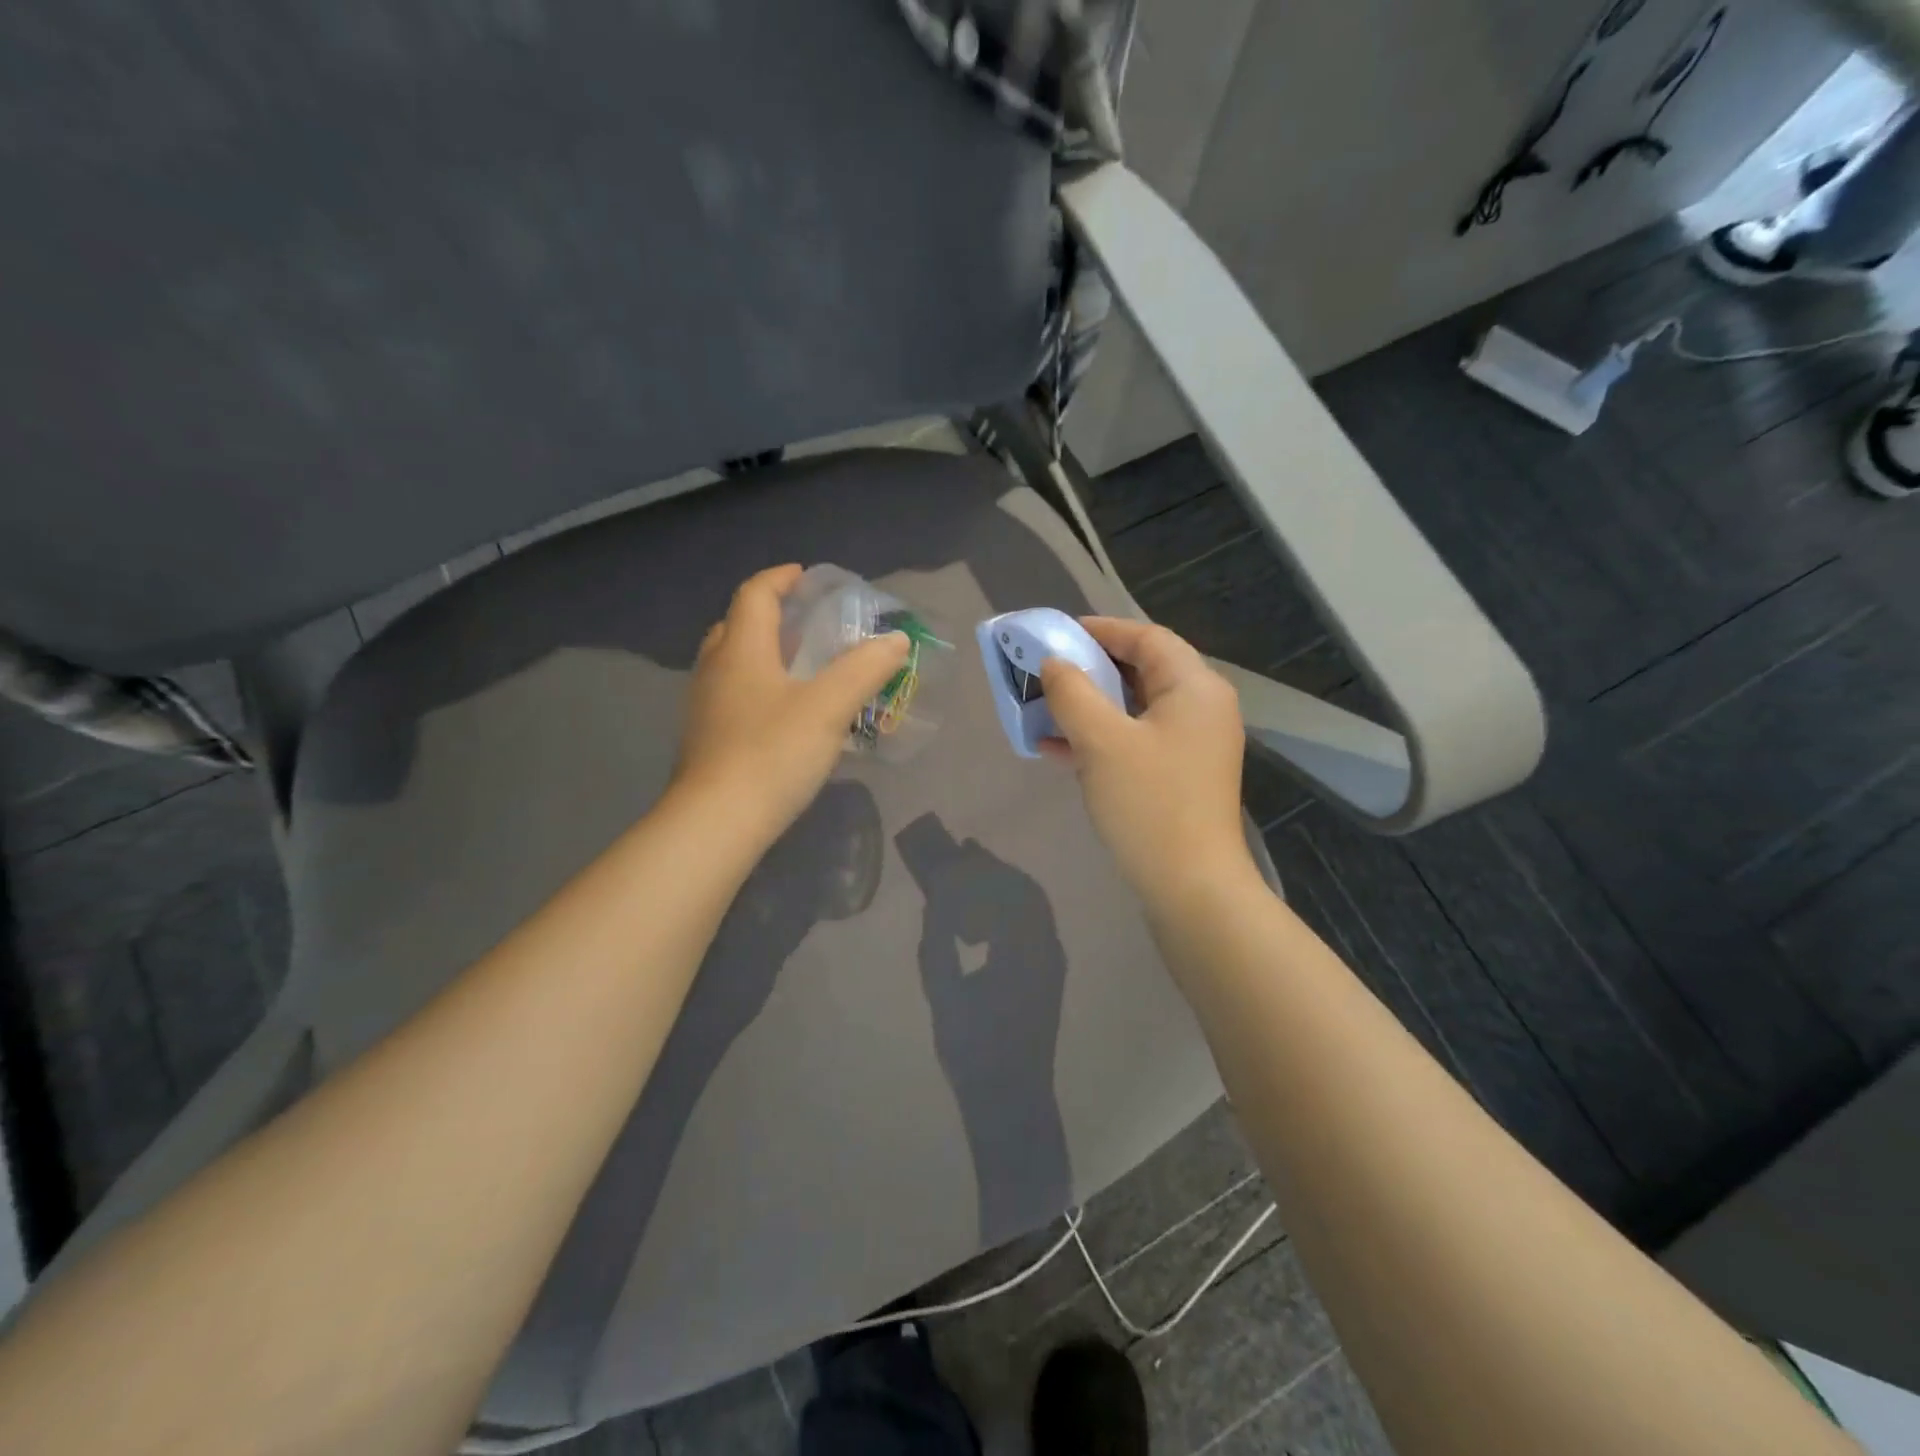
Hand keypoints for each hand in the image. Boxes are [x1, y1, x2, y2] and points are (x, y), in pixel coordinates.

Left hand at [673, 565, 909, 840]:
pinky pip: (733, 696)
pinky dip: (758, 688)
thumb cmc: (773, 753)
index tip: (807, 577)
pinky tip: (784, 714)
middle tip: (805, 624)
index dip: (780, 579)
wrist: (716, 823)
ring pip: (732, 663)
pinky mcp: (706, 740)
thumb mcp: (829, 707)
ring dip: (763, 654)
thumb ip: (864, 669)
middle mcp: (715, 670)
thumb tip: (896, 640)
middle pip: (737, 626)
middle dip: (770, 616)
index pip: (755, 595)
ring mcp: (705, 707)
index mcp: (741, 650)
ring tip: (800, 668)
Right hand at [1040, 618, 1251, 898]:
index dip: (1101, 630)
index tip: (1057, 635)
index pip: (1147, 638)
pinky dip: (1100, 738)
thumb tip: (1054, 663)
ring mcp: (1192, 744)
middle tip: (1046, 671)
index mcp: (1194, 688)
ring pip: (1135, 708)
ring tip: (1044, 709)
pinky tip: (1057, 749)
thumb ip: (1073, 692)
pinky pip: (1136, 740)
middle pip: (1142, 670)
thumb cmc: (1149, 803)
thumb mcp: (1101, 741)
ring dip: (1090, 706)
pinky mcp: (1179, 774)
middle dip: (1090, 669)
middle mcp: (1201, 708)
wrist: (1190, 887)